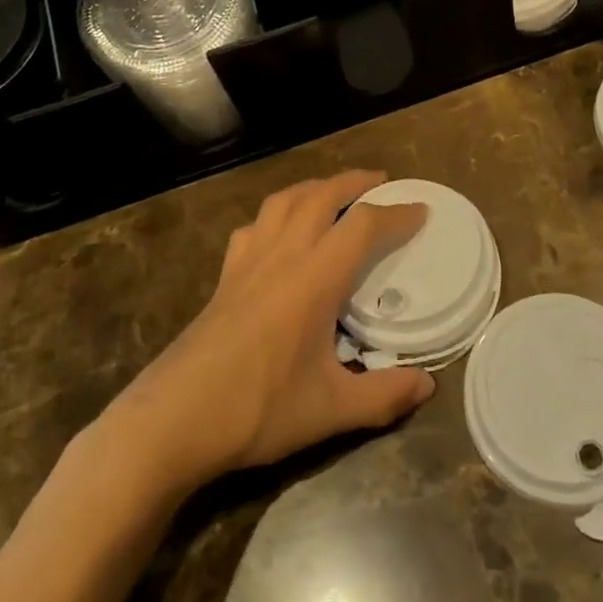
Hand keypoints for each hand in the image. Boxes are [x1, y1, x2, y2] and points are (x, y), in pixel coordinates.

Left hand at [102, 170, 434, 492]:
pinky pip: (254, 226)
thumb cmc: (258, 409)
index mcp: (314, 277)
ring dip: (314, 187)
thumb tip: (427, 386)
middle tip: (380, 182)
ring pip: (284, 200)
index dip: (396, 213)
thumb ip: (383, 396)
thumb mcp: (331, 410)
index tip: (420, 211)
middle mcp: (283, 255)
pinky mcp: (225, 276)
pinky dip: (275, 214)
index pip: (363, 225)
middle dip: (354, 182)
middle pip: (321, 195)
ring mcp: (248, 261)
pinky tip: (278, 232)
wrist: (175, 419)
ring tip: (333, 192)